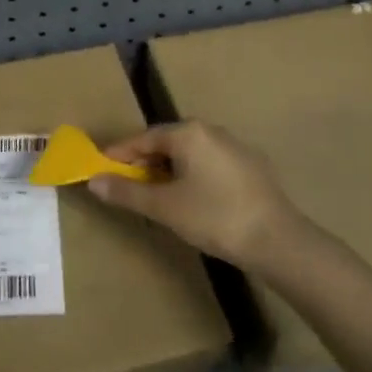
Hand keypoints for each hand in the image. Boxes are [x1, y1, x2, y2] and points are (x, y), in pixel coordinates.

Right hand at [88, 120, 300, 267]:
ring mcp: (235, 147)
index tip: (101, 169)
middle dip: (144, 162)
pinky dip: (194, 175)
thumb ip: (126, 191)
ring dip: (169, 169)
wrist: (278, 240)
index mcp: (188, 133)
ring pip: (191, 153)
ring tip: (158, 195)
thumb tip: (93, 181)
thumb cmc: (214, 217)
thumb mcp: (164, 207)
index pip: (143, 138)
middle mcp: (211, 130)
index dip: (119, 154)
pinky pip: (211, 164)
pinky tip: (194, 199)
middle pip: (167, 142)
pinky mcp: (253, 166)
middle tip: (128, 185)